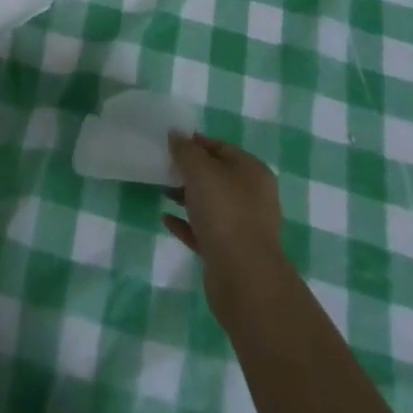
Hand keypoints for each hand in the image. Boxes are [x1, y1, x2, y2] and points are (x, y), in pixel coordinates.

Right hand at [164, 133, 292, 305]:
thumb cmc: (225, 213)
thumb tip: (176, 133)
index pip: (220, 147)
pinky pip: (204, 230)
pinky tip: (166, 219)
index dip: (195, 142)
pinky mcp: (230, 252)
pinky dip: (186, 223)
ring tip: (160, 190)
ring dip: (186, 196)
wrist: (244, 279)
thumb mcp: (200, 171)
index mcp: (252, 171)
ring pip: (210, 204)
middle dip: (189, 171)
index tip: (170, 143)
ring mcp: (243, 227)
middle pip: (216, 176)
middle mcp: (252, 196)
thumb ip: (186, 150)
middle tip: (163, 167)